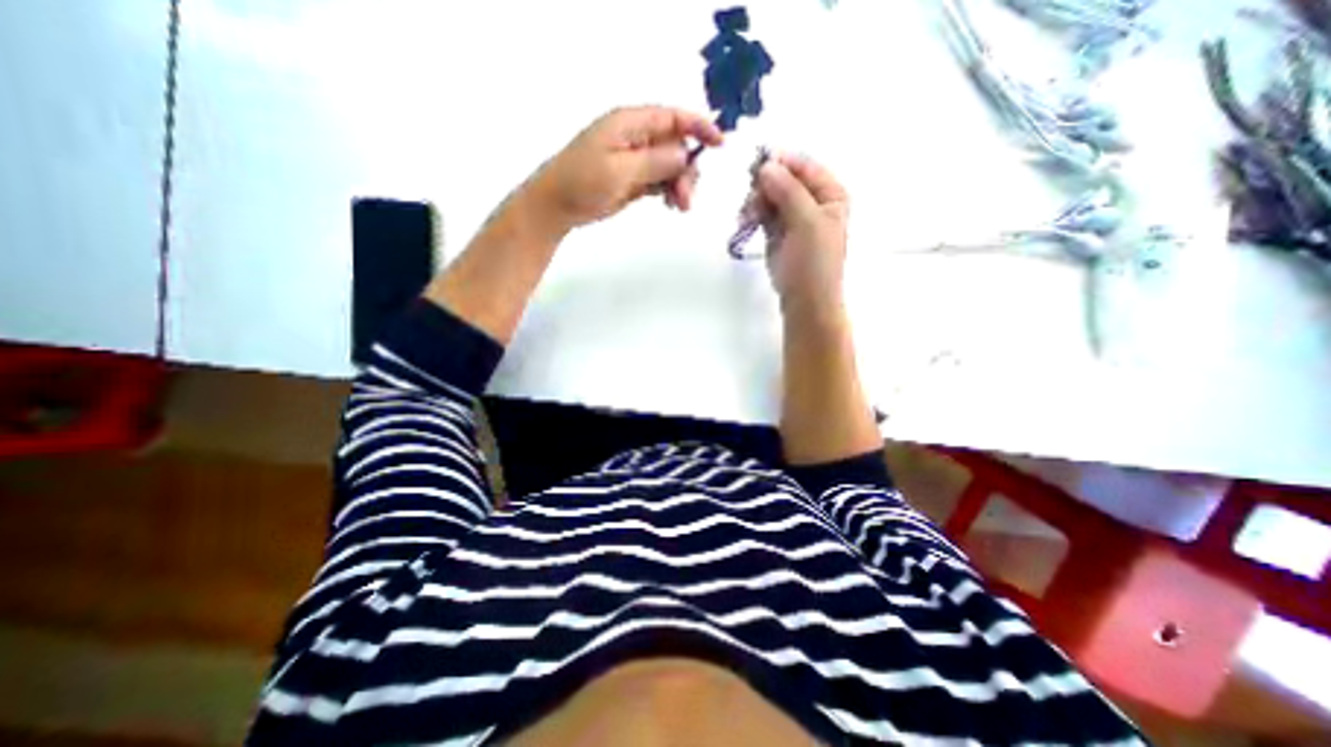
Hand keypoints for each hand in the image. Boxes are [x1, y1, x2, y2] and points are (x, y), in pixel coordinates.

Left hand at [521, 104, 725, 230]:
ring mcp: (635, 160)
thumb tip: (685, 154)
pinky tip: (671, 205)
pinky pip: (660, 181)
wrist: (557, 206)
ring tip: (680, 207)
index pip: (673, 117)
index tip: (720, 144)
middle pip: (676, 145)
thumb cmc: (583, 182)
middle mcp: (636, 138)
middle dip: (687, 170)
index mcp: (630, 124)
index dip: (699, 127)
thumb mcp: (620, 170)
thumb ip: (655, 161)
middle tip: (686, 199)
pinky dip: (669, 191)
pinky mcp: (633, 180)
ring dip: (680, 184)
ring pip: (670, 166)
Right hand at [752, 153, 847, 314]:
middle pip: (783, 179)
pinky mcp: (777, 232)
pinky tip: (745, 223)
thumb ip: (788, 191)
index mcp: (830, 194)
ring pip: (769, 196)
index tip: (756, 168)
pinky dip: (752, 215)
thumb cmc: (814, 263)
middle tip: (750, 202)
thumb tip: (766, 165)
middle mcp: (812, 201)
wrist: (805, 302)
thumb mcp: (807, 222)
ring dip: (755, 202)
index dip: (781, 163)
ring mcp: (793, 217)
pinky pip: (762, 213)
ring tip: (745, 218)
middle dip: (764, 187)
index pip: (803, 166)